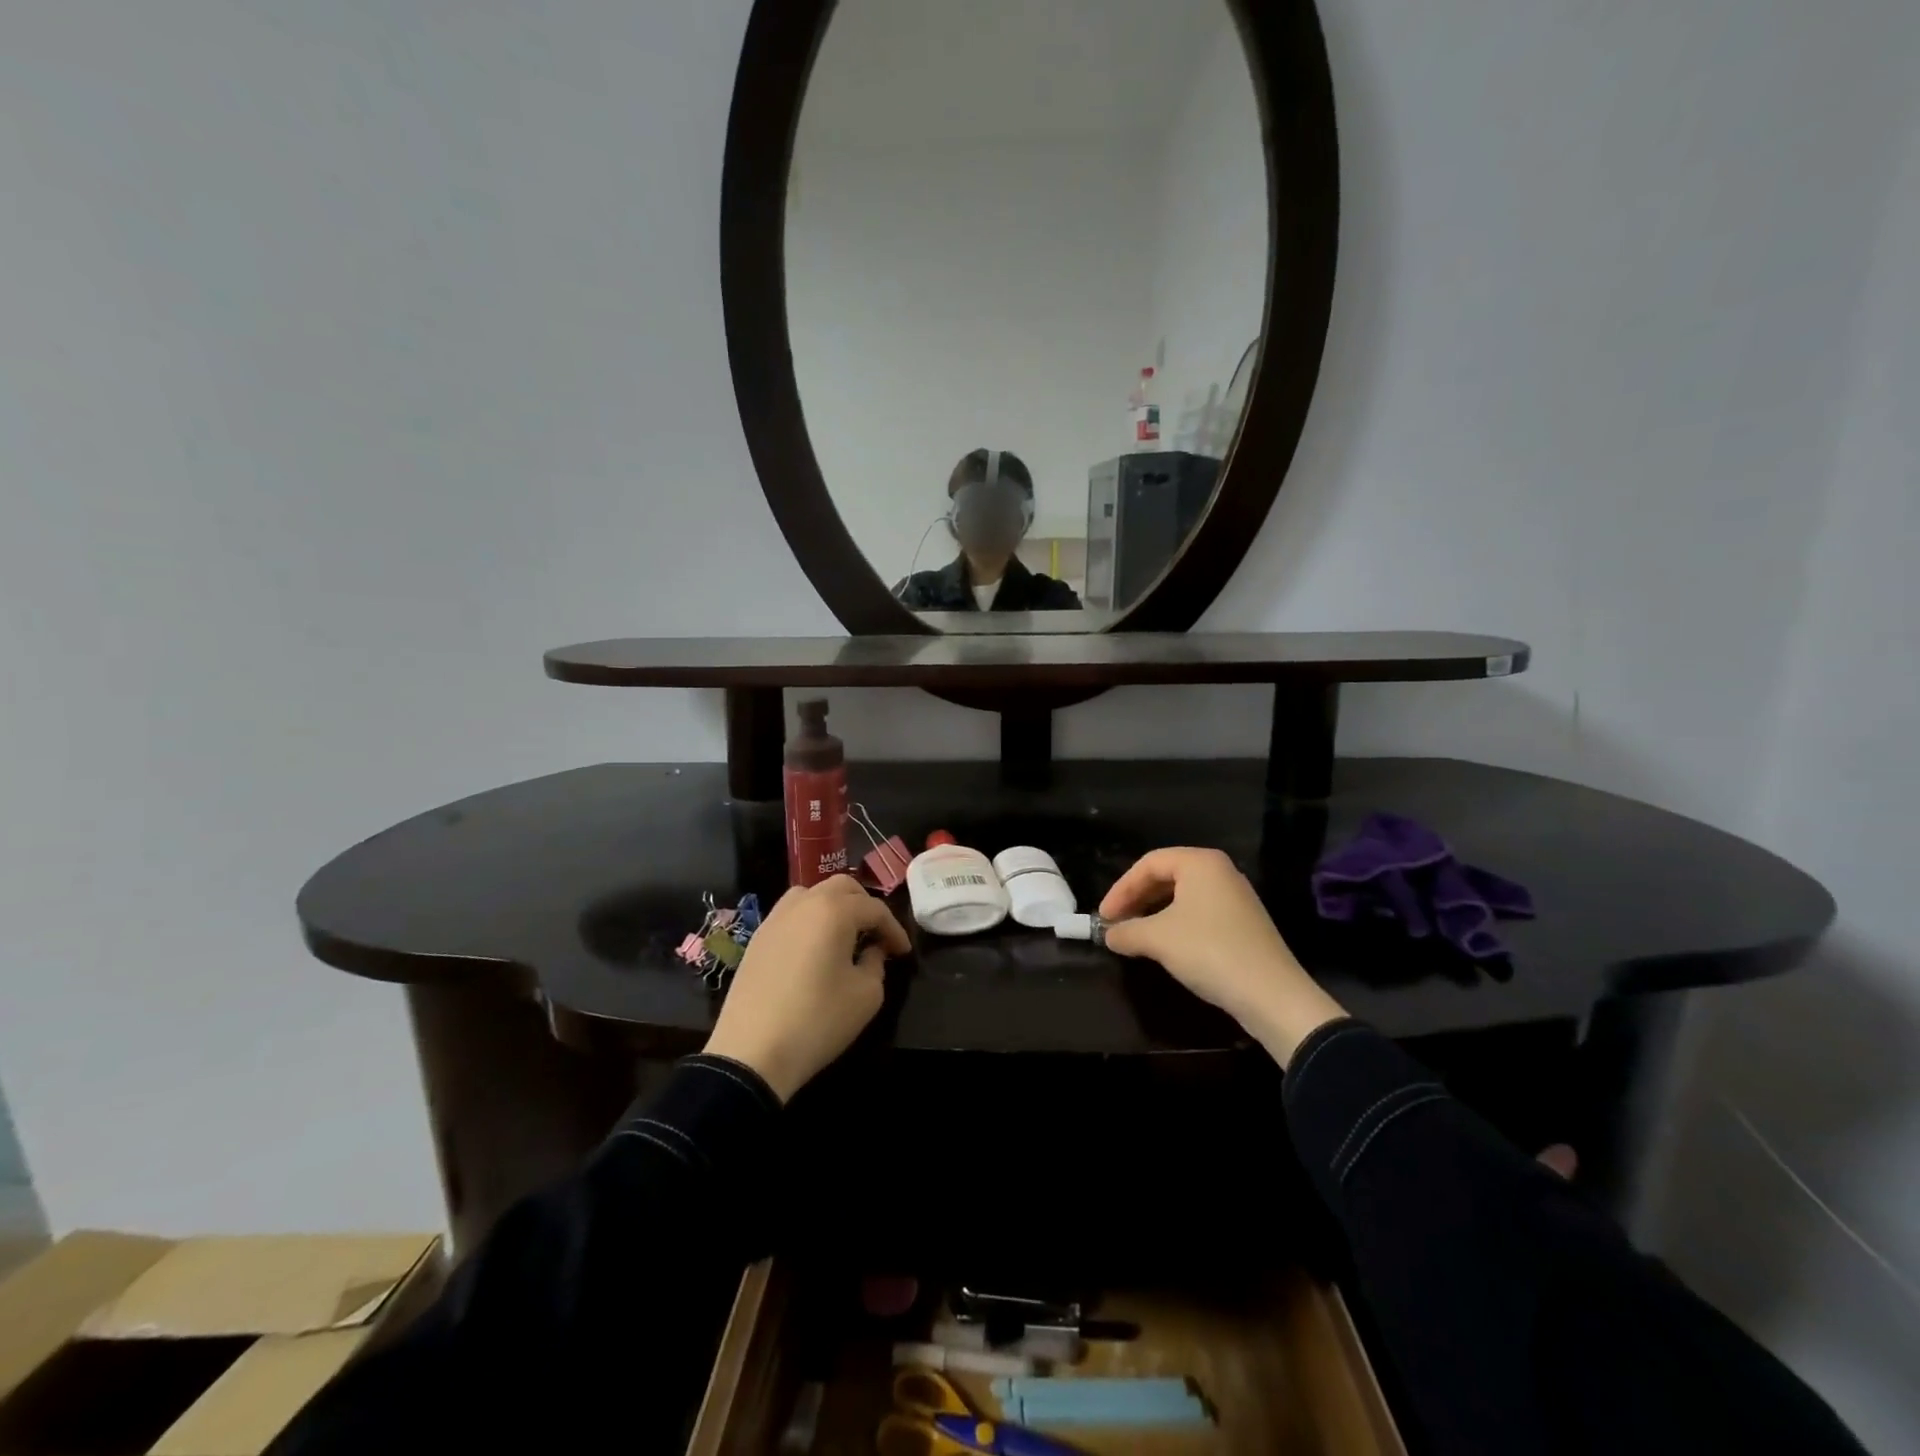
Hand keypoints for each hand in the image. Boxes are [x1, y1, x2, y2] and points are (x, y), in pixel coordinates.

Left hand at [702, 876, 910, 1101]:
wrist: (751, 1053)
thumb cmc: (818, 1020)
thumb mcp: (866, 995)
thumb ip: (876, 963)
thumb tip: (872, 951)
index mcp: (834, 910)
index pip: (875, 909)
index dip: (894, 929)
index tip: (903, 952)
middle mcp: (804, 902)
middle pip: (843, 888)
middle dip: (865, 906)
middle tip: (877, 934)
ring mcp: (776, 918)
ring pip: (813, 893)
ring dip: (835, 906)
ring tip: (845, 934)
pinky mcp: (758, 937)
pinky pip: (792, 913)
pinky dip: (810, 919)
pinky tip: (815, 947)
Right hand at [1099, 847, 1346, 1065]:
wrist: (1271, 995)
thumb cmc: (1209, 951)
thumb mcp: (1158, 939)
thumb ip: (1126, 931)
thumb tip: (1108, 935)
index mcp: (1200, 863)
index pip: (1148, 864)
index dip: (1121, 888)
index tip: (1103, 916)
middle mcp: (1220, 871)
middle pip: (1166, 875)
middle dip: (1136, 898)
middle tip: (1116, 923)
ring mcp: (1235, 897)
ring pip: (1182, 895)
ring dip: (1154, 912)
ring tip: (1135, 934)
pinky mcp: (1243, 922)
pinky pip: (1199, 912)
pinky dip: (1175, 923)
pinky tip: (1164, 945)